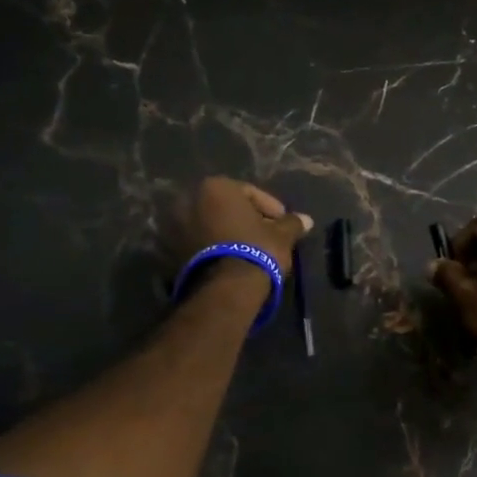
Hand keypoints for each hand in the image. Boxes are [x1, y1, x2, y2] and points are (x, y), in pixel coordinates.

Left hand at [175, 178, 312, 299]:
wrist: (225, 289)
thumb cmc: (256, 249)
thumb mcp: (282, 235)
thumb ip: (292, 223)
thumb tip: (306, 220)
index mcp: (215, 187)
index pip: (249, 193)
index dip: (270, 208)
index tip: (283, 223)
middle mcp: (189, 200)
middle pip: (226, 207)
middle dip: (245, 220)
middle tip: (266, 236)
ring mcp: (174, 226)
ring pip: (210, 225)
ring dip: (228, 234)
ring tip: (248, 251)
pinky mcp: (169, 252)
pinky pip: (199, 243)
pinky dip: (214, 248)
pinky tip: (231, 261)